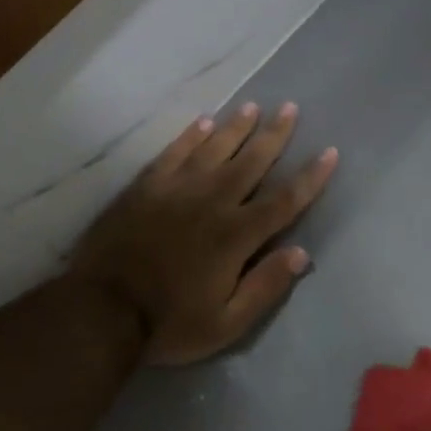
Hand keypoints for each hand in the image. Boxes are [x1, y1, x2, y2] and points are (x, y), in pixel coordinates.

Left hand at [71, 104, 338, 365]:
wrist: (100, 312)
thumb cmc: (169, 324)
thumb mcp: (227, 323)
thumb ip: (265, 287)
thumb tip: (300, 253)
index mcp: (235, 236)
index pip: (284, 200)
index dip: (310, 177)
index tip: (329, 152)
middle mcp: (211, 202)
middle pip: (251, 162)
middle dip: (274, 135)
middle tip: (290, 108)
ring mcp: (175, 191)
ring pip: (213, 149)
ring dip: (236, 127)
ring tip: (253, 106)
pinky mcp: (145, 188)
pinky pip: (173, 153)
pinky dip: (190, 136)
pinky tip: (203, 122)